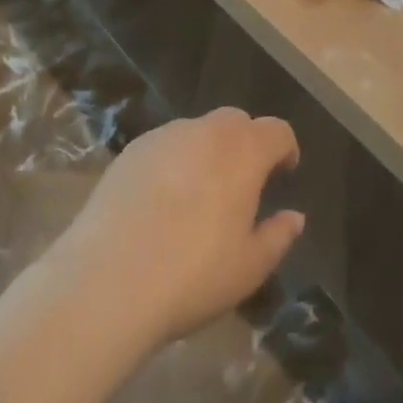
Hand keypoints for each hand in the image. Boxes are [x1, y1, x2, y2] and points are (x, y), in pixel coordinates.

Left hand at [52, 108, 305, 347]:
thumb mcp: (250, 267)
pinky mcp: (128, 153)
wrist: (108, 282)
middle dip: (247, 143)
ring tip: (201, 191)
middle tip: (244, 182)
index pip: (277, 131)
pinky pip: (164, 146)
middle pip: (236, 121)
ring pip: (197, 130)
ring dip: (209, 150)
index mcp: (244, 152)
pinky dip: (174, 161)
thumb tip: (294, 217)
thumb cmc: (194, 275)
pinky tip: (162, 199)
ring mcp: (163, 138)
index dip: (285, 148)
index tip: (284, 172)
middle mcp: (206, 132)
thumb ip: (278, 236)